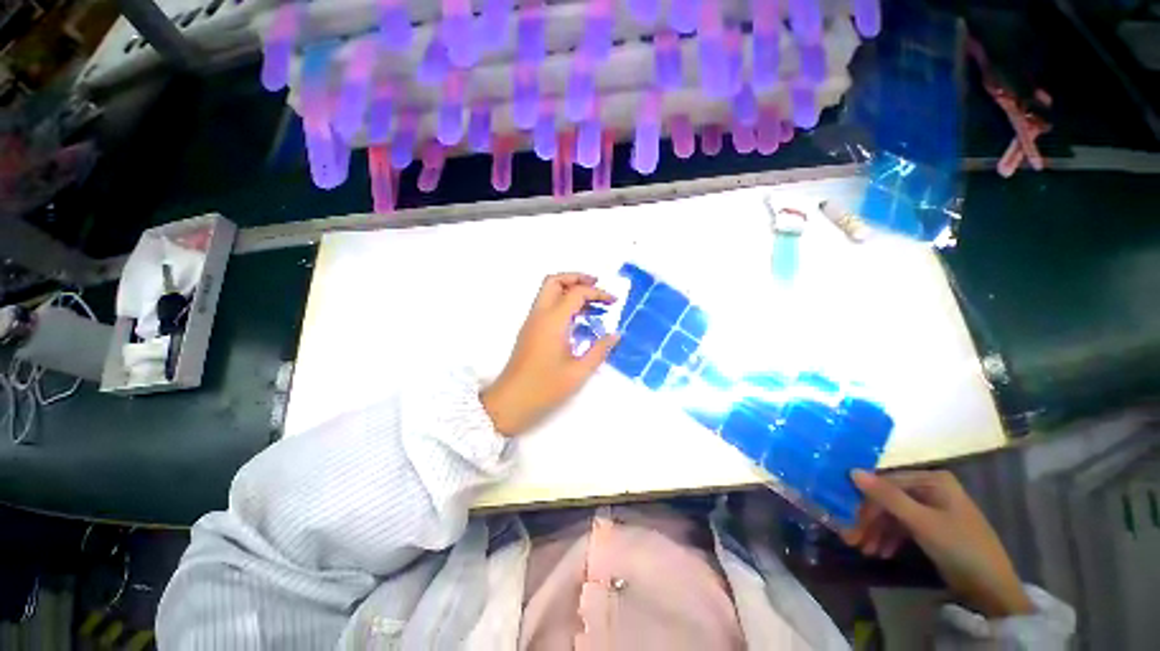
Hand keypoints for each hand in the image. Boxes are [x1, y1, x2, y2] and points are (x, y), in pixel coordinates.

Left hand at [480, 273, 619, 436]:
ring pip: (548, 291)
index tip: (613, 302)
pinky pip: (546, 304)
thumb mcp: (578, 372)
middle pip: (554, 281)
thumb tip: (615, 334)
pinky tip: (577, 318)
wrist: (510, 402)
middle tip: (597, 286)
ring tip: (591, 301)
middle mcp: (539, 315)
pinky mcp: (530, 330)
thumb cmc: (545, 387)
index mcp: (552, 321)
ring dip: (568, 288)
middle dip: (576, 278)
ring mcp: (532, 321)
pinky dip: (562, 301)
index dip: (597, 293)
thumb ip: (599, 350)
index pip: (576, 293)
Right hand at [842, 470, 1033, 617]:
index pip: (886, 484)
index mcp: (931, 479)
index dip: (865, 502)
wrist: (991, 586)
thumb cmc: (960, 546)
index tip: (847, 519)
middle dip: (870, 521)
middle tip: (852, 540)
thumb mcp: (922, 522)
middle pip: (888, 500)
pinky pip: (903, 527)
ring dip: (877, 532)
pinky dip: (889, 538)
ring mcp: (931, 508)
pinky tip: (881, 552)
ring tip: (865, 550)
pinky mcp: (932, 527)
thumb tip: (851, 471)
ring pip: (893, 515)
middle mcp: (929, 488)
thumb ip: (887, 497)